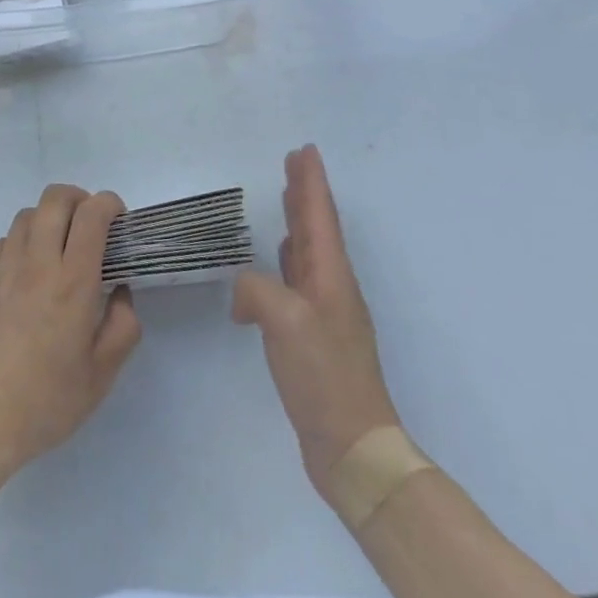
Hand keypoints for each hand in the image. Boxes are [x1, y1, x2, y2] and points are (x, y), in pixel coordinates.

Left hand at [0, 185, 140, 479]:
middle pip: (56, 198)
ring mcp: (2, 267)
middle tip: (90, 224)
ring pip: (27, 215)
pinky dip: (23, 243)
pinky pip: (4, 242)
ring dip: (48, 219)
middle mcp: (36, 261)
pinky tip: (26, 275)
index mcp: (71, 281)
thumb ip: (121, 328)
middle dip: (79, 199)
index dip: (109, 204)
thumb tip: (120, 294)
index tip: (118, 219)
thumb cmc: (44, 401)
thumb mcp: (100, 376)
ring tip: (57, 247)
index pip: (91, 215)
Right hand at [234, 145, 400, 507]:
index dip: (312, 181)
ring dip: (298, 221)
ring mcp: (324, 312)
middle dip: (305, 192)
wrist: (353, 447)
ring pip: (308, 251)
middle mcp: (331, 287)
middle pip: (317, 227)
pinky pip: (297, 279)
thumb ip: (255, 290)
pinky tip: (277, 260)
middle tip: (293, 162)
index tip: (305, 150)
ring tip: (286, 197)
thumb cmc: (324, 374)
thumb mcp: (284, 321)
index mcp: (330, 275)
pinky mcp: (313, 336)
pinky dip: (287, 259)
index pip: (319, 216)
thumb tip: (244, 295)